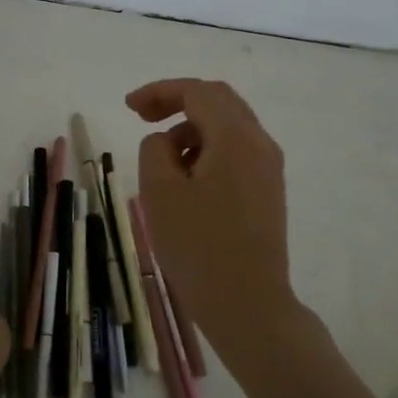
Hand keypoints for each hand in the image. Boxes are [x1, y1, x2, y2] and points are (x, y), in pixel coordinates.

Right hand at [127, 79, 301, 376]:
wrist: (249, 306)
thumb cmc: (198, 248)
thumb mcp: (159, 192)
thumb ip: (155, 149)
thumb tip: (167, 140)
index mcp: (235, 138)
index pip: (197, 92)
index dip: (159, 91)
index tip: (128, 107)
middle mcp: (260, 144)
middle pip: (218, 101)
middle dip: (177, 102)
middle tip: (142, 117)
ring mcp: (269, 169)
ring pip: (228, 127)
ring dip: (192, 129)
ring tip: (162, 162)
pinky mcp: (268, 191)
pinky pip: (236, 151)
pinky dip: (207, 149)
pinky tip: (187, 180)